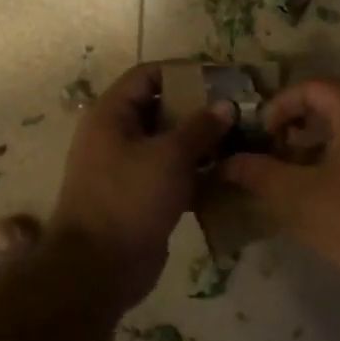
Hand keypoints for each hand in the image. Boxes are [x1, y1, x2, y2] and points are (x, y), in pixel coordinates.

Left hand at [49, 63, 232, 308]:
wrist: (99, 268)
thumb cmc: (129, 199)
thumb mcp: (169, 156)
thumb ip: (200, 126)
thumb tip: (226, 104)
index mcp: (111, 114)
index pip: (148, 75)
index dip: (184, 72)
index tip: (221, 79)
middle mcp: (116, 135)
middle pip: (161, 108)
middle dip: (199, 108)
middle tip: (238, 111)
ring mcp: (127, 167)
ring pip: (169, 143)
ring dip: (201, 142)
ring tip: (240, 140)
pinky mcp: (141, 196)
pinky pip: (171, 173)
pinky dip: (195, 171)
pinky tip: (227, 174)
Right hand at [220, 78, 339, 275]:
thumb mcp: (295, 194)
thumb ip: (258, 172)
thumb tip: (226, 163)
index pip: (313, 87)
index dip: (280, 106)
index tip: (263, 135)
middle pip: (335, 103)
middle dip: (299, 124)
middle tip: (276, 151)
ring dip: (321, 141)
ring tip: (297, 171)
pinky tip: (329, 186)